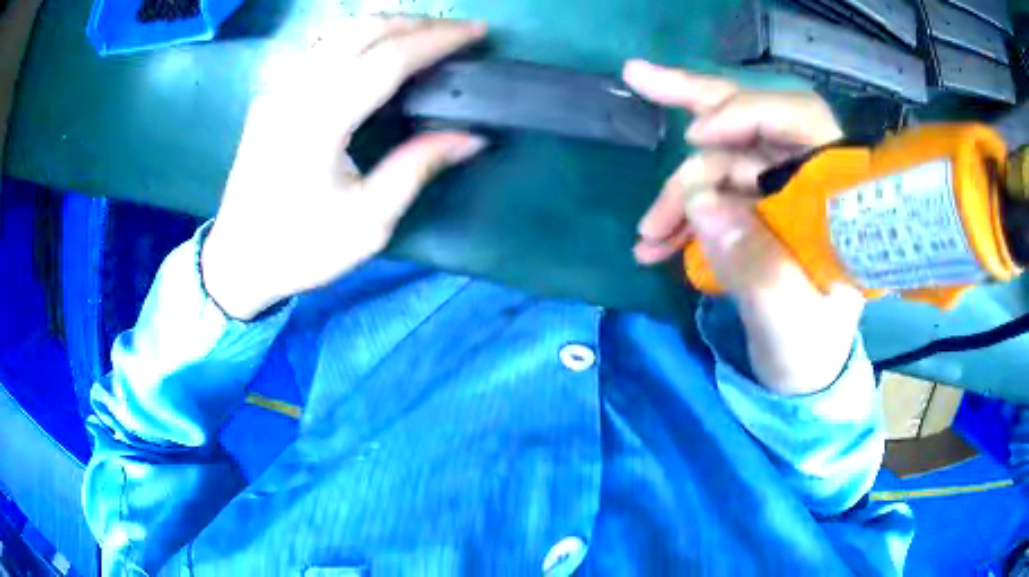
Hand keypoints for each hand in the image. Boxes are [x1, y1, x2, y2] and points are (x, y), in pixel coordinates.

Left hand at [201, 17, 487, 320]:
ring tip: (421, 34)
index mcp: (320, 121)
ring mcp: (279, 91)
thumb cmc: (301, 248)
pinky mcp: (272, 97)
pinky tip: (374, 50)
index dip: (437, 40)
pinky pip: (320, 49)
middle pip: (361, 31)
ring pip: (337, 33)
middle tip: (454, 30)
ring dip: (385, 25)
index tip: (477, 32)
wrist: (238, 261)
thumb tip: (471, 138)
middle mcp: (296, 92)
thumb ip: (417, 168)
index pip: (388, 59)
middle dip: (414, 22)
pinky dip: (357, 38)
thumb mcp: (367, 223)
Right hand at [624, 60, 863, 395]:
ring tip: (646, 236)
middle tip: (637, 79)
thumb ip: (755, 266)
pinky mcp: (754, 210)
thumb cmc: (810, 350)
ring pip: (721, 160)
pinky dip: (679, 211)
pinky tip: (653, 241)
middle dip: (696, 105)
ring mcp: (778, 193)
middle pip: (754, 120)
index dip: (749, 113)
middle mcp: (807, 182)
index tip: (696, 135)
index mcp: (836, 199)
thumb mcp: (789, 320)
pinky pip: (711, 192)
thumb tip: (701, 206)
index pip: (803, 122)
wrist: (801, 373)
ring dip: (678, 190)